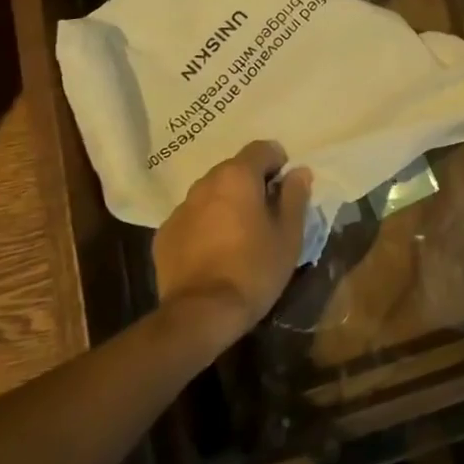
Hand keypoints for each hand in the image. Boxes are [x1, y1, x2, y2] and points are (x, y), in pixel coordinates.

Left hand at [154, 141, 311, 342]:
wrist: (201, 314)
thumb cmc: (254, 268)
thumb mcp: (289, 234)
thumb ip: (295, 196)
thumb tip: (298, 171)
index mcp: (237, 176)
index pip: (262, 148)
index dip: (278, 163)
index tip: (286, 190)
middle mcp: (205, 183)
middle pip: (235, 169)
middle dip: (252, 184)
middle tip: (266, 215)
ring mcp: (180, 209)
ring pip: (212, 194)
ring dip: (227, 203)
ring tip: (239, 235)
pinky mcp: (164, 235)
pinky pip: (193, 218)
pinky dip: (206, 225)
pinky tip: (214, 253)